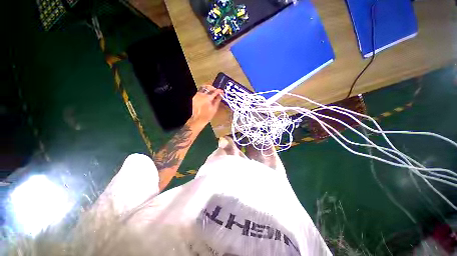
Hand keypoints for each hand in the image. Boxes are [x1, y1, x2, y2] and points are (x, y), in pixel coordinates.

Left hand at [188, 85, 222, 128]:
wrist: (197, 119)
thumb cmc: (207, 115)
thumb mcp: (214, 108)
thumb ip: (217, 100)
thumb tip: (221, 95)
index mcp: (207, 98)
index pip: (215, 91)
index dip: (219, 91)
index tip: (222, 91)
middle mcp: (201, 95)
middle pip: (208, 87)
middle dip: (213, 88)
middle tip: (216, 91)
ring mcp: (197, 95)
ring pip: (203, 88)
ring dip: (208, 89)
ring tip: (212, 92)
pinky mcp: (194, 97)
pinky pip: (200, 91)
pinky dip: (204, 92)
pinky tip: (207, 95)